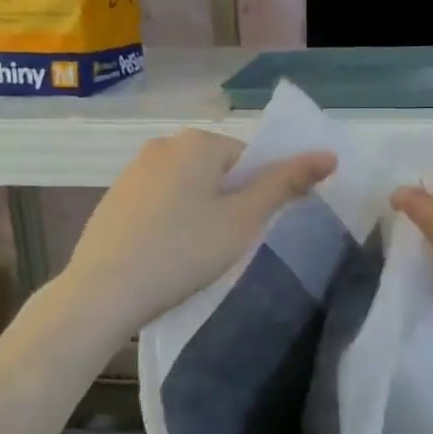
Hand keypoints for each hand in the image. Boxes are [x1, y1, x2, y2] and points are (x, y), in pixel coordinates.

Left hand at [63, 129, 335, 338]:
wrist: (104, 291)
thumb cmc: (184, 251)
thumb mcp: (243, 219)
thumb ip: (285, 184)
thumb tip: (328, 155)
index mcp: (198, 142)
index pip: (248, 159)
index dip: (257, 195)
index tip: (248, 231)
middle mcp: (163, 144)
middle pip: (216, 170)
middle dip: (227, 202)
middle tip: (224, 245)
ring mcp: (133, 171)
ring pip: (186, 186)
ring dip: (199, 212)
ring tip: (193, 254)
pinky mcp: (113, 198)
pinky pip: (158, 202)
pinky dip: (169, 221)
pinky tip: (164, 254)